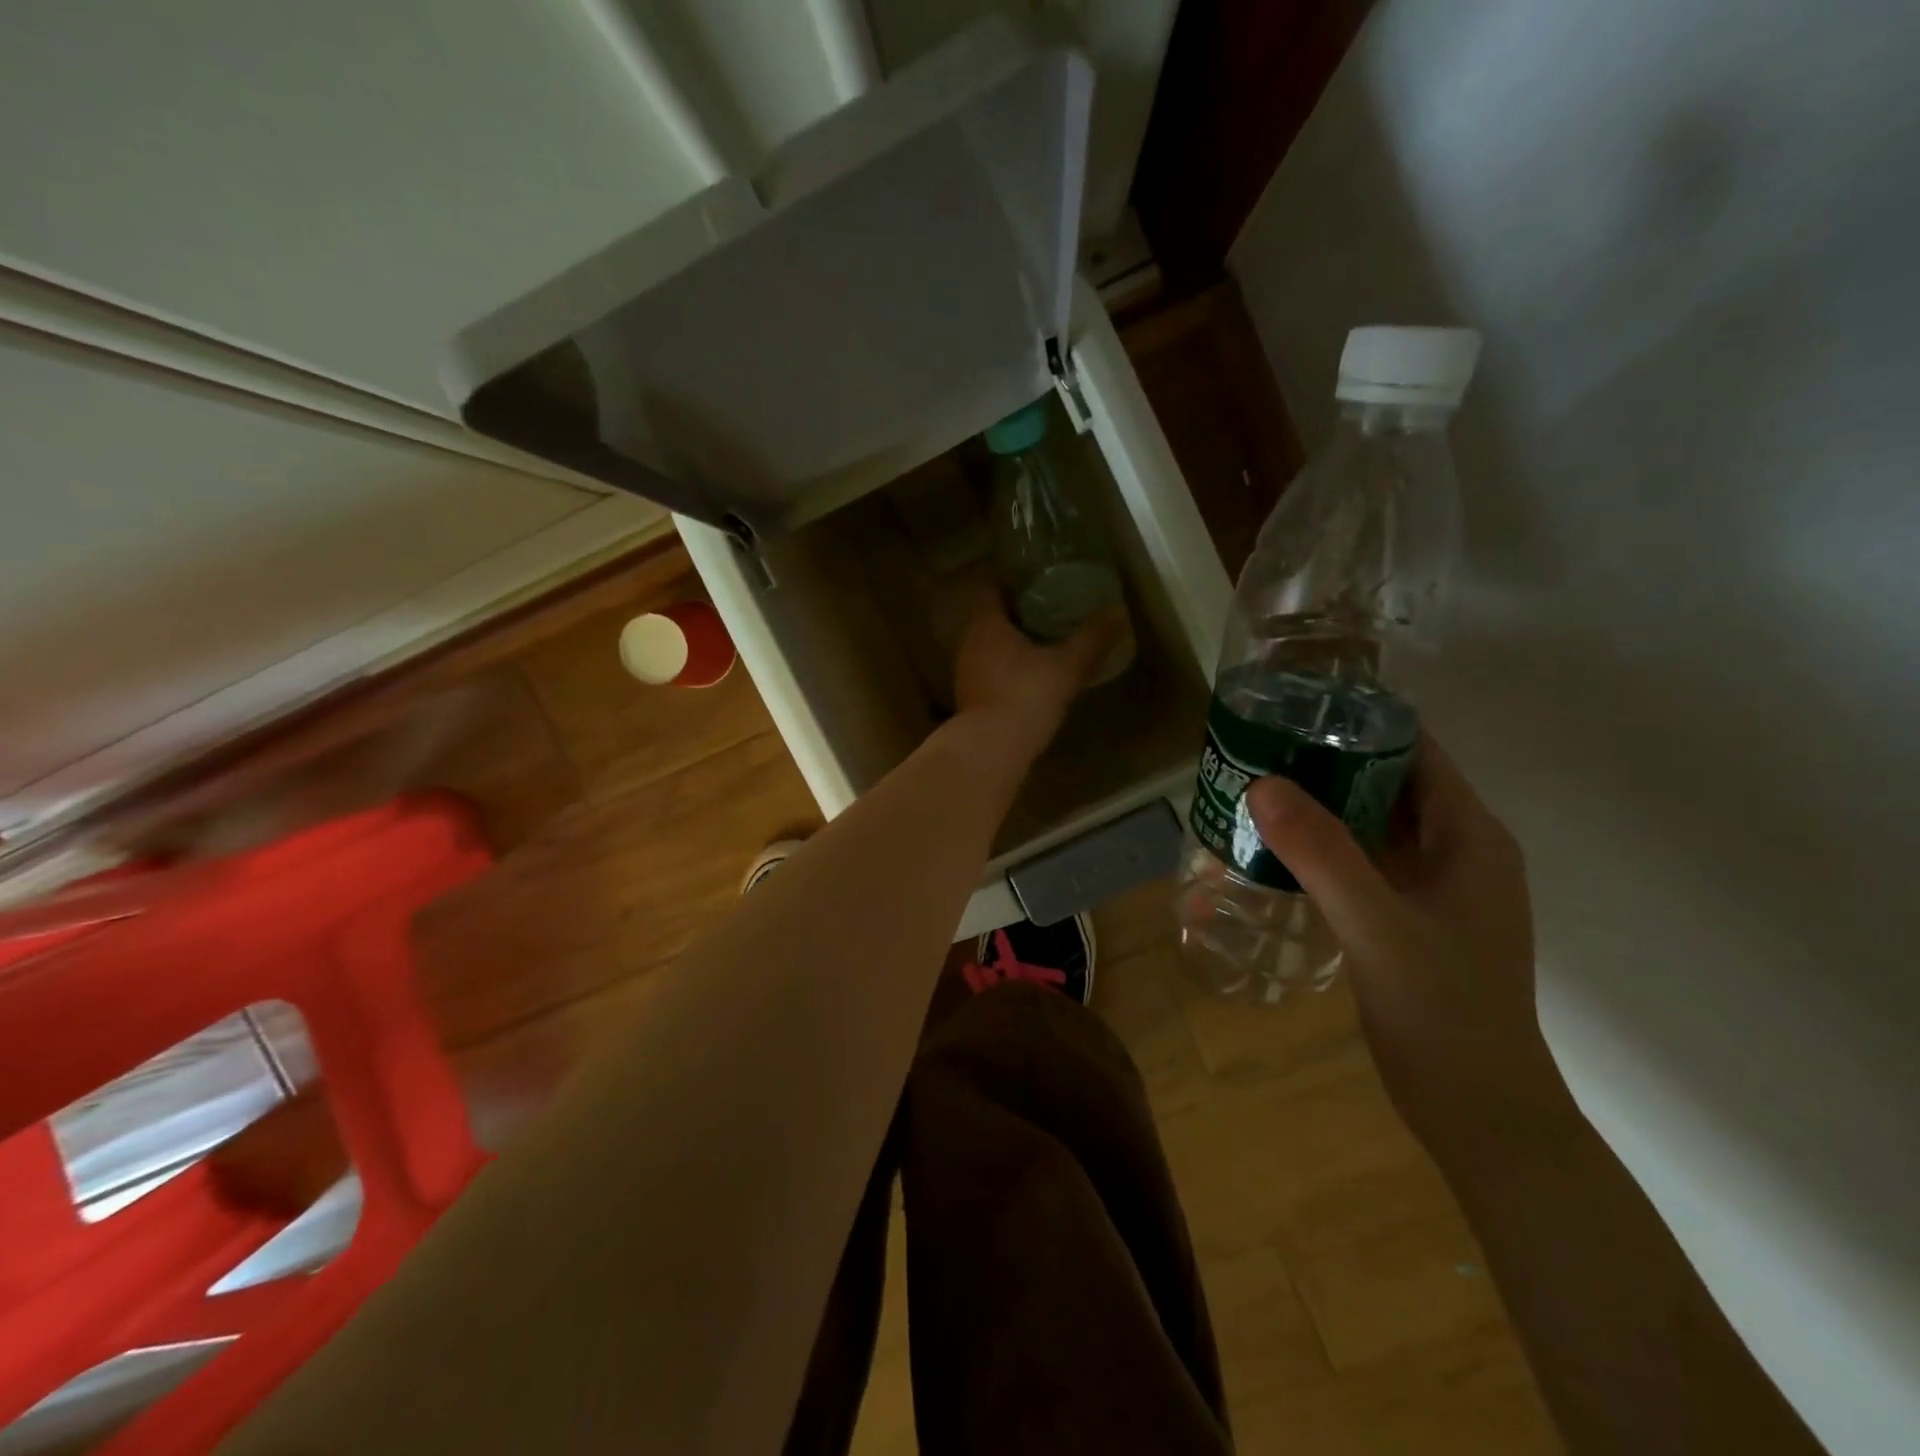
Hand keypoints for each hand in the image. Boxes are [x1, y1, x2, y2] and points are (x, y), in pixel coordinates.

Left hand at [952, 588, 1124, 762]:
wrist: (992, 748)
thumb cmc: (1026, 695)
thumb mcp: (1067, 665)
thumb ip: (1092, 639)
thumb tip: (1119, 611)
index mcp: (986, 624)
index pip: (990, 589)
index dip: (1010, 582)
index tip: (1036, 581)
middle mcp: (968, 643)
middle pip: (989, 618)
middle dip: (1015, 613)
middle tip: (1048, 610)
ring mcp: (965, 673)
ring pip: (987, 647)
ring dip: (1010, 643)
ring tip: (1042, 642)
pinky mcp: (969, 699)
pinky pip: (988, 672)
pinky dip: (1006, 668)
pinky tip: (1029, 676)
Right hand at [1245, 738, 1570, 1159]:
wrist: (1477, 1112)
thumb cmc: (1444, 1012)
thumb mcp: (1378, 926)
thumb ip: (1322, 854)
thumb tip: (1262, 783)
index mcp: (1468, 837)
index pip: (1415, 752)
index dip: (1359, 724)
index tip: (1292, 711)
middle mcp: (1453, 851)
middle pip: (1386, 783)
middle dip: (1325, 762)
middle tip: (1255, 748)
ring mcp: (1429, 887)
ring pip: (1368, 824)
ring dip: (1318, 805)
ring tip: (1253, 787)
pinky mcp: (1404, 918)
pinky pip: (1358, 862)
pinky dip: (1319, 848)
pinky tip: (1271, 848)